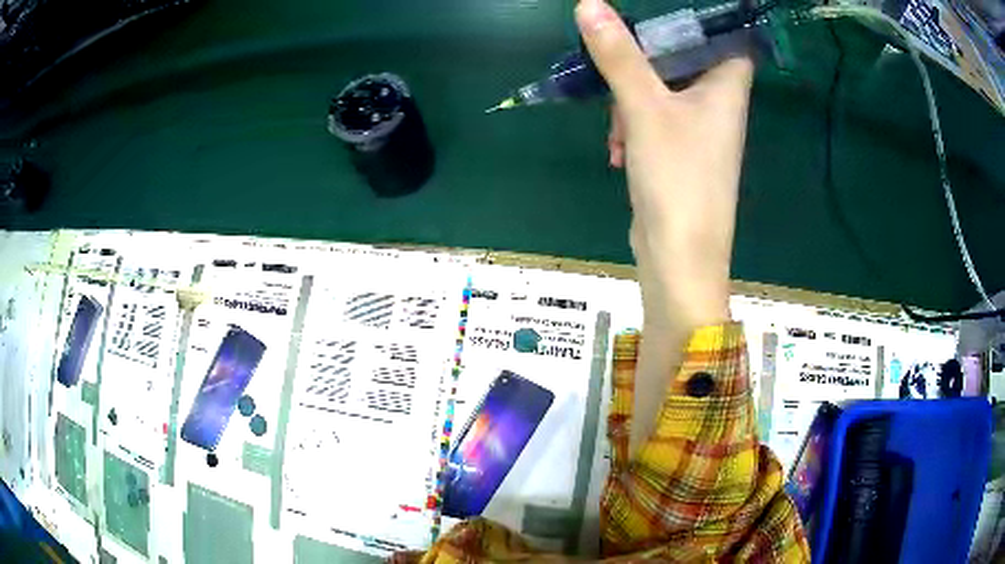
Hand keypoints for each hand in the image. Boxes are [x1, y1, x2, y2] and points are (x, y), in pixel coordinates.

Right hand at [576, 0, 752, 456]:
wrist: (679, 258)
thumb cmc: (677, 179)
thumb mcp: (645, 109)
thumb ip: (620, 56)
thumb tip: (590, 5)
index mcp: (727, 88)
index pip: (729, 37)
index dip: (704, 20)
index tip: (662, 10)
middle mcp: (719, 105)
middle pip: (687, 58)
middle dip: (648, 56)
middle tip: (617, 55)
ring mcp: (700, 131)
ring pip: (664, 89)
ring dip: (633, 96)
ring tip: (616, 124)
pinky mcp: (680, 153)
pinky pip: (655, 119)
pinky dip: (634, 125)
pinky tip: (617, 149)